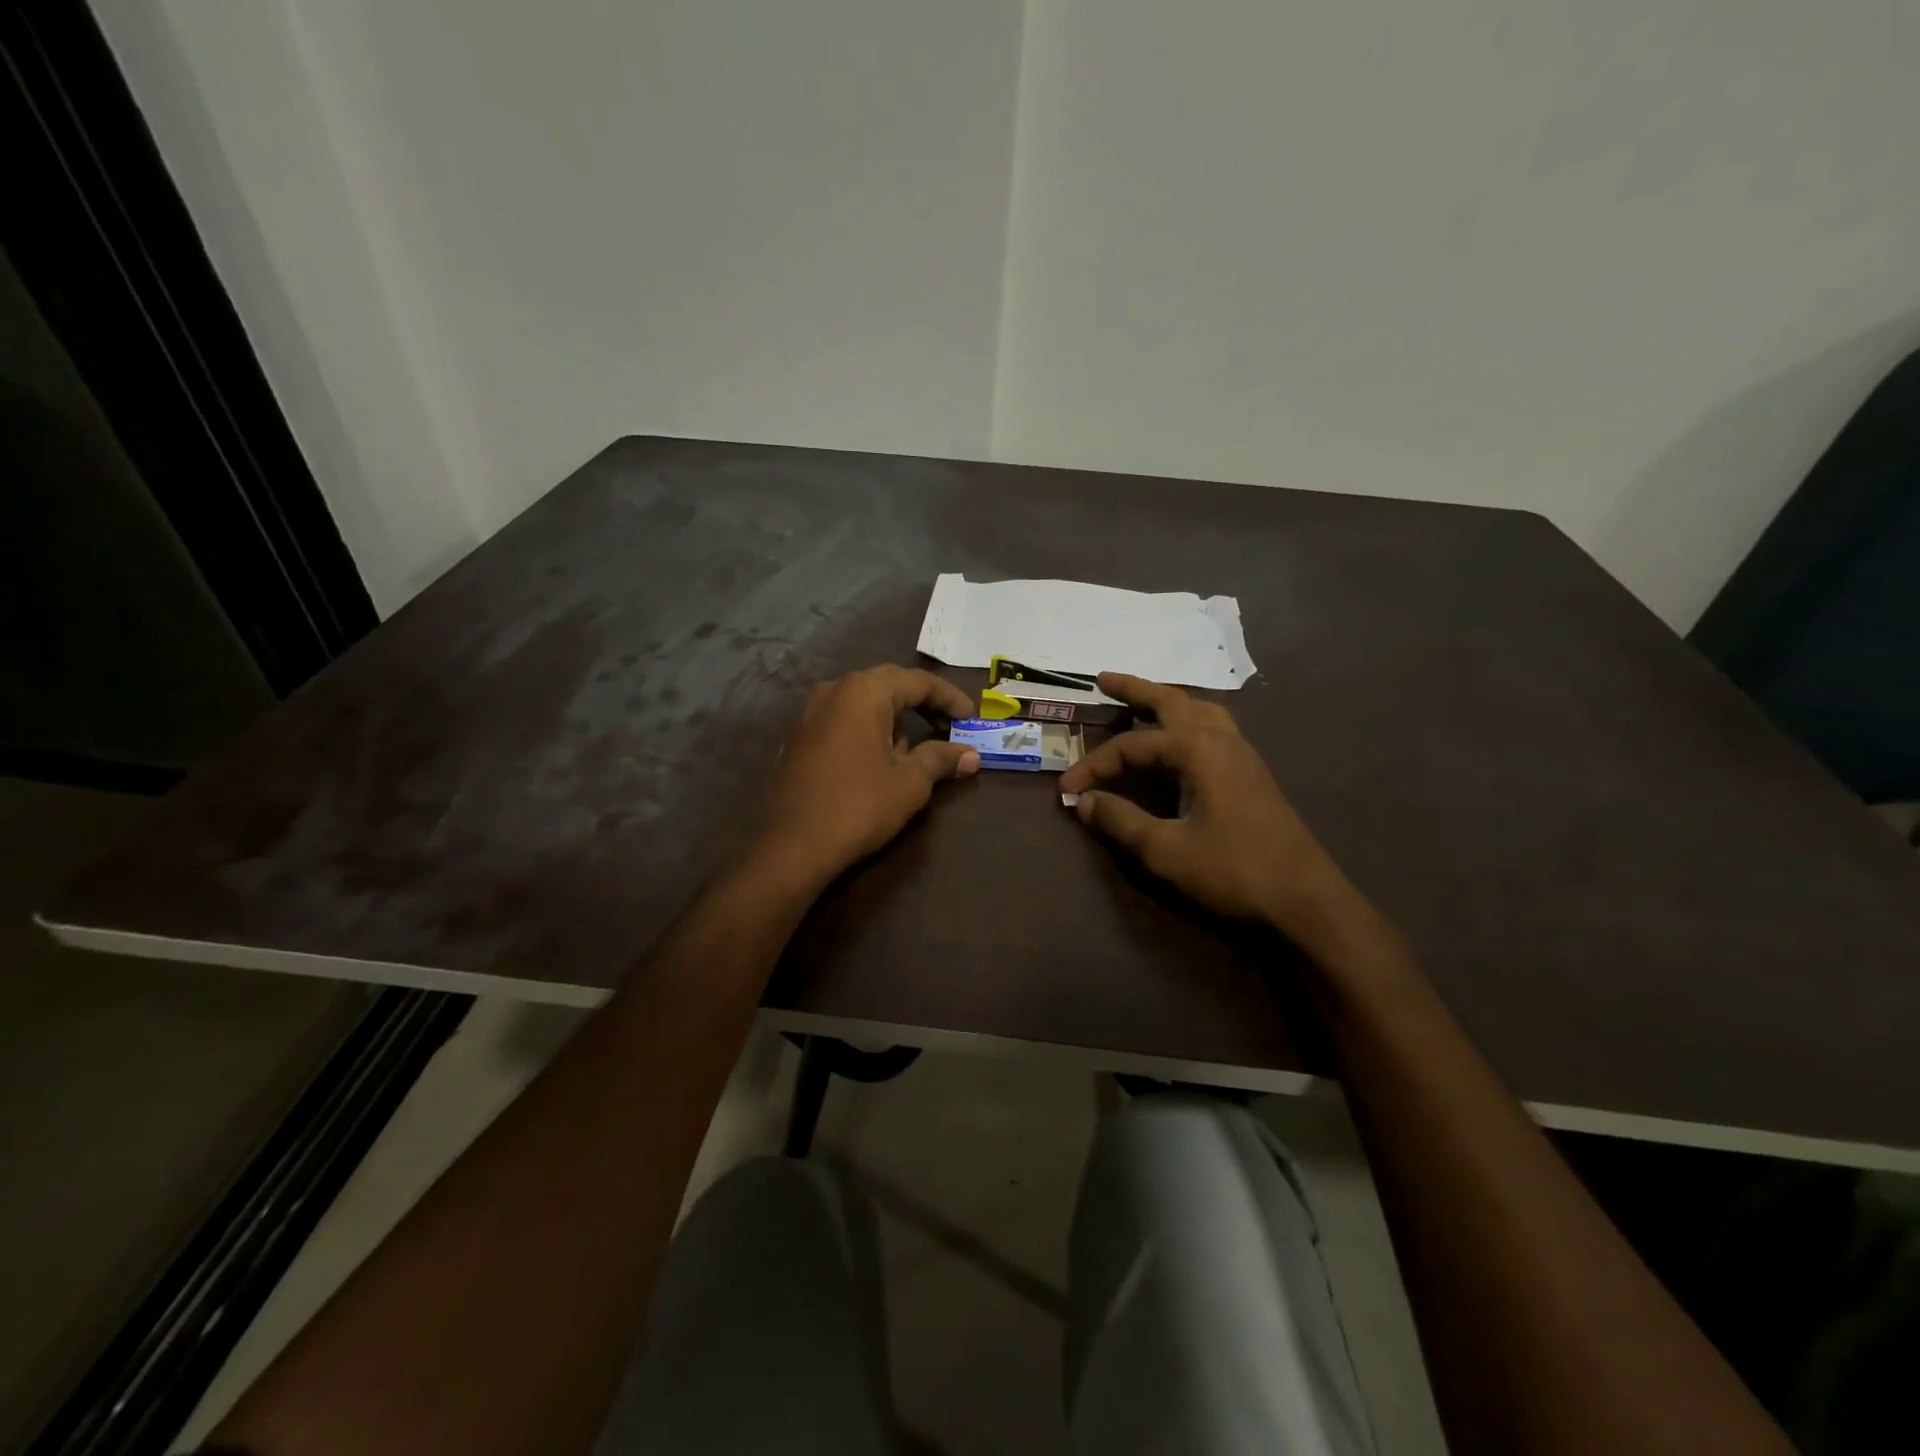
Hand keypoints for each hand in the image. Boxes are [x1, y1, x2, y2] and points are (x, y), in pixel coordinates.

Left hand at [757, 664, 979, 887]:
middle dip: (922, 704)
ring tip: (916, 750)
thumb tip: (971, 755)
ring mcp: (810, 713)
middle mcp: (834, 691)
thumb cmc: (858, 807)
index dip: (949, 698)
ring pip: (864, 703)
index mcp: (863, 692)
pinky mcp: (799, 737)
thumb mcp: (909, 783)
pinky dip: (869, 729)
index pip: (917, 682)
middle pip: (889, 685)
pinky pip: (844, 720)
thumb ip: (940, 758)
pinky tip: (880, 760)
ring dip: (894, 718)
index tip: (971, 717)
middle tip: (950, 725)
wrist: (792, 847)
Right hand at [1059, 673, 1353, 936]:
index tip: (1067, 789)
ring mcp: (1242, 753)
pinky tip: (1179, 741)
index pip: (1131, 747)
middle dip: (1135, 689)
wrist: (1305, 898)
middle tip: (1103, 679)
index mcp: (1198, 749)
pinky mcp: (1251, 772)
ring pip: (1198, 710)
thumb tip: (1084, 802)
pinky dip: (1186, 722)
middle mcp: (1221, 739)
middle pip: (1171, 701)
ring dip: (1166, 702)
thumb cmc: (1234, 870)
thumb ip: (1121, 821)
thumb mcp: (1166, 850)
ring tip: (1142, 703)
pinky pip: (1212, 728)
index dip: (1094, 765)